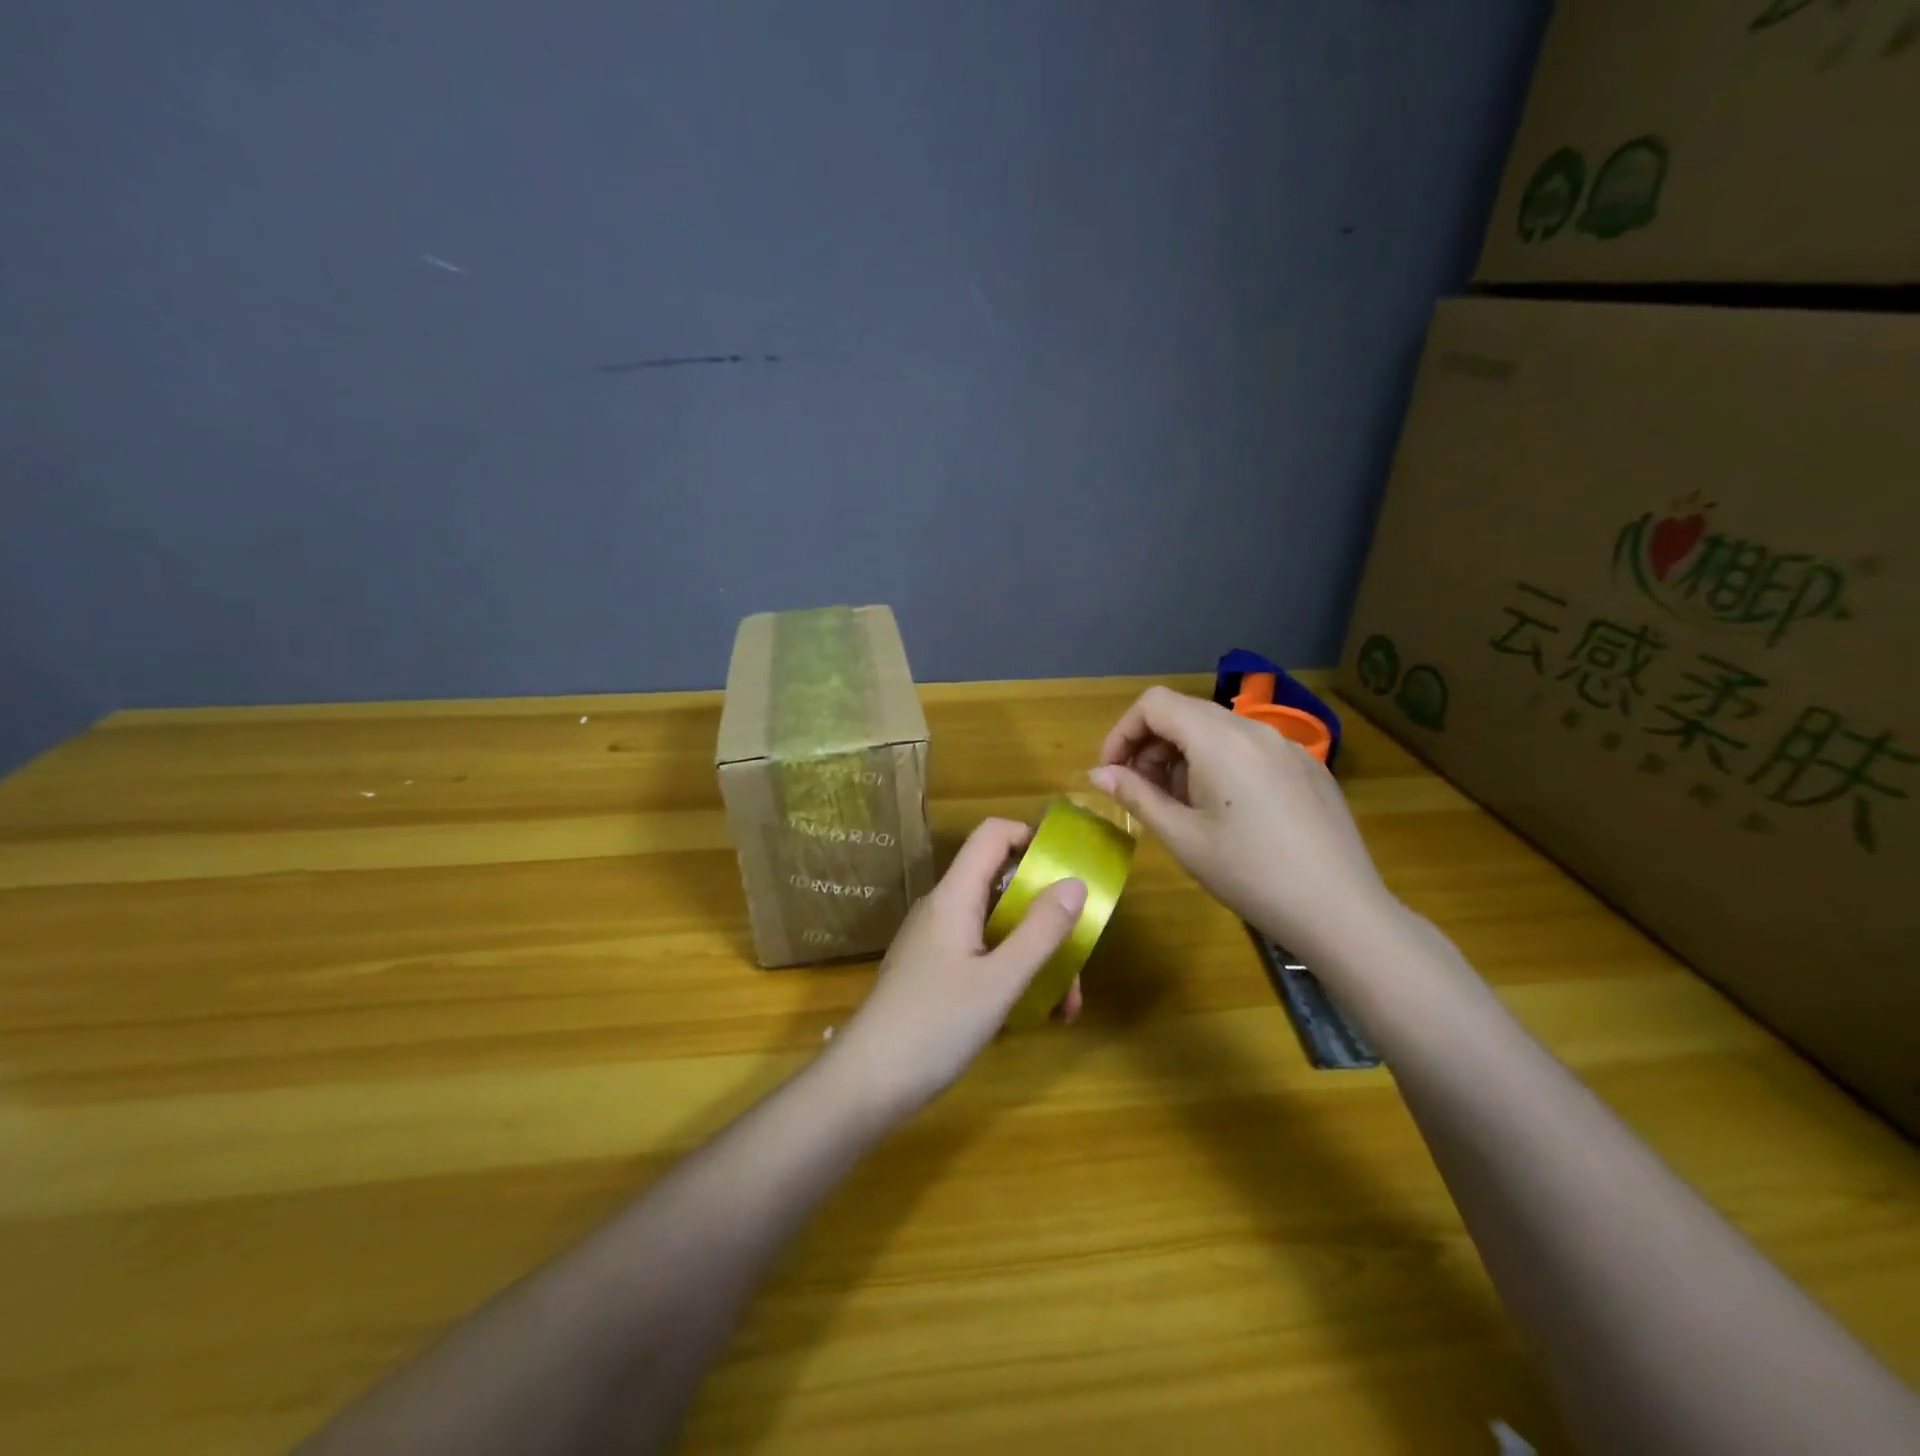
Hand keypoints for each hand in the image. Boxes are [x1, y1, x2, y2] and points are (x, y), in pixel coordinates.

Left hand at [831, 818, 1086, 1115]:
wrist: (867, 1082)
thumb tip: (1076, 882)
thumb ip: (1041, 931)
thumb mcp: (1000, 981)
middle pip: (1002, 885)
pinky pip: (982, 954)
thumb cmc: (935, 1025)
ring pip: (997, 927)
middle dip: (1046, 915)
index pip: (992, 835)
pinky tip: (1034, 1014)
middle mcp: (943, 909)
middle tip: (1077, 957)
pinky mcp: (933, 971)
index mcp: (954, 896)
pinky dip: (1012, 973)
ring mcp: (936, 941)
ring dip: (1035, 954)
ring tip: (1065, 1006)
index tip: (1068, 868)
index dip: (1031, 837)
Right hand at [1089, 686, 1395, 953]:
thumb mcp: (1182, 837)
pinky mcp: (1308, 767)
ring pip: (1218, 729)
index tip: (1113, 773)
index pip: (1154, 704)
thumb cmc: (1249, 874)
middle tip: (1142, 792)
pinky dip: (1220, 763)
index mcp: (1219, 740)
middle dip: (1151, 745)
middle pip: (1185, 712)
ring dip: (1184, 755)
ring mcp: (1288, 746)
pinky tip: (1227, 811)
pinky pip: (1250, 748)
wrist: (1340, 910)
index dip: (1123, 732)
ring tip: (1181, 805)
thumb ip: (1136, 795)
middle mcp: (1254, 729)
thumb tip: (1098, 774)